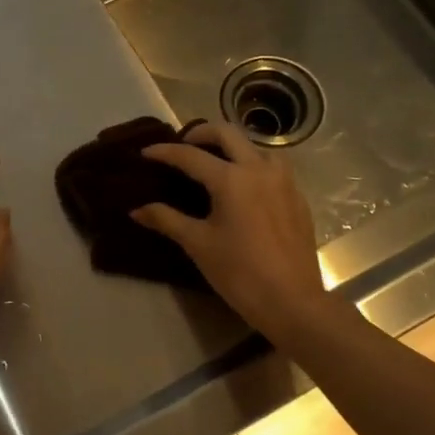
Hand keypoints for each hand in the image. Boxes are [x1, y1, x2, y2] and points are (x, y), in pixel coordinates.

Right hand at [135, 121, 333, 342]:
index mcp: (231, 179)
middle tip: (183, 146)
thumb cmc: (239, 272)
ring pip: (256, 147)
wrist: (291, 301)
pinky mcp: (297, 198)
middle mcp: (259, 169)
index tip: (146, 153)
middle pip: (228, 134)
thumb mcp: (198, 244)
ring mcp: (284, 181)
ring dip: (233, 147)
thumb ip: (166, 220)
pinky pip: (273, 168)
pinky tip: (244, 187)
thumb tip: (137, 210)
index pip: (190, 156)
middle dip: (201, 134)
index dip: (165, 153)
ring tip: (216, 162)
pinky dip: (253, 166)